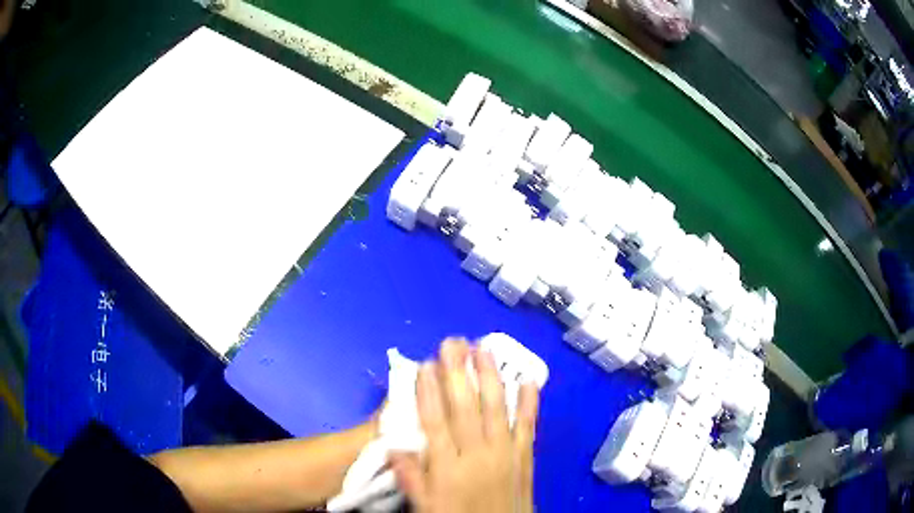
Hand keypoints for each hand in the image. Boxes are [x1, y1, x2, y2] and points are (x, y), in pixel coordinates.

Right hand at [390, 338, 539, 512]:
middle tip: (452, 343)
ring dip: (490, 377)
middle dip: (457, 372)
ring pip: (496, 408)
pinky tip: (528, 379)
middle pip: (465, 407)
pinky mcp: (526, 456)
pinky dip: (529, 402)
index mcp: (448, 467)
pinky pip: (528, 425)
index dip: (428, 392)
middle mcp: (477, 454)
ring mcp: (505, 452)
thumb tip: (393, 447)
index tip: (424, 365)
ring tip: (484, 349)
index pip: (435, 422)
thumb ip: (411, 477)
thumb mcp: (426, 506)